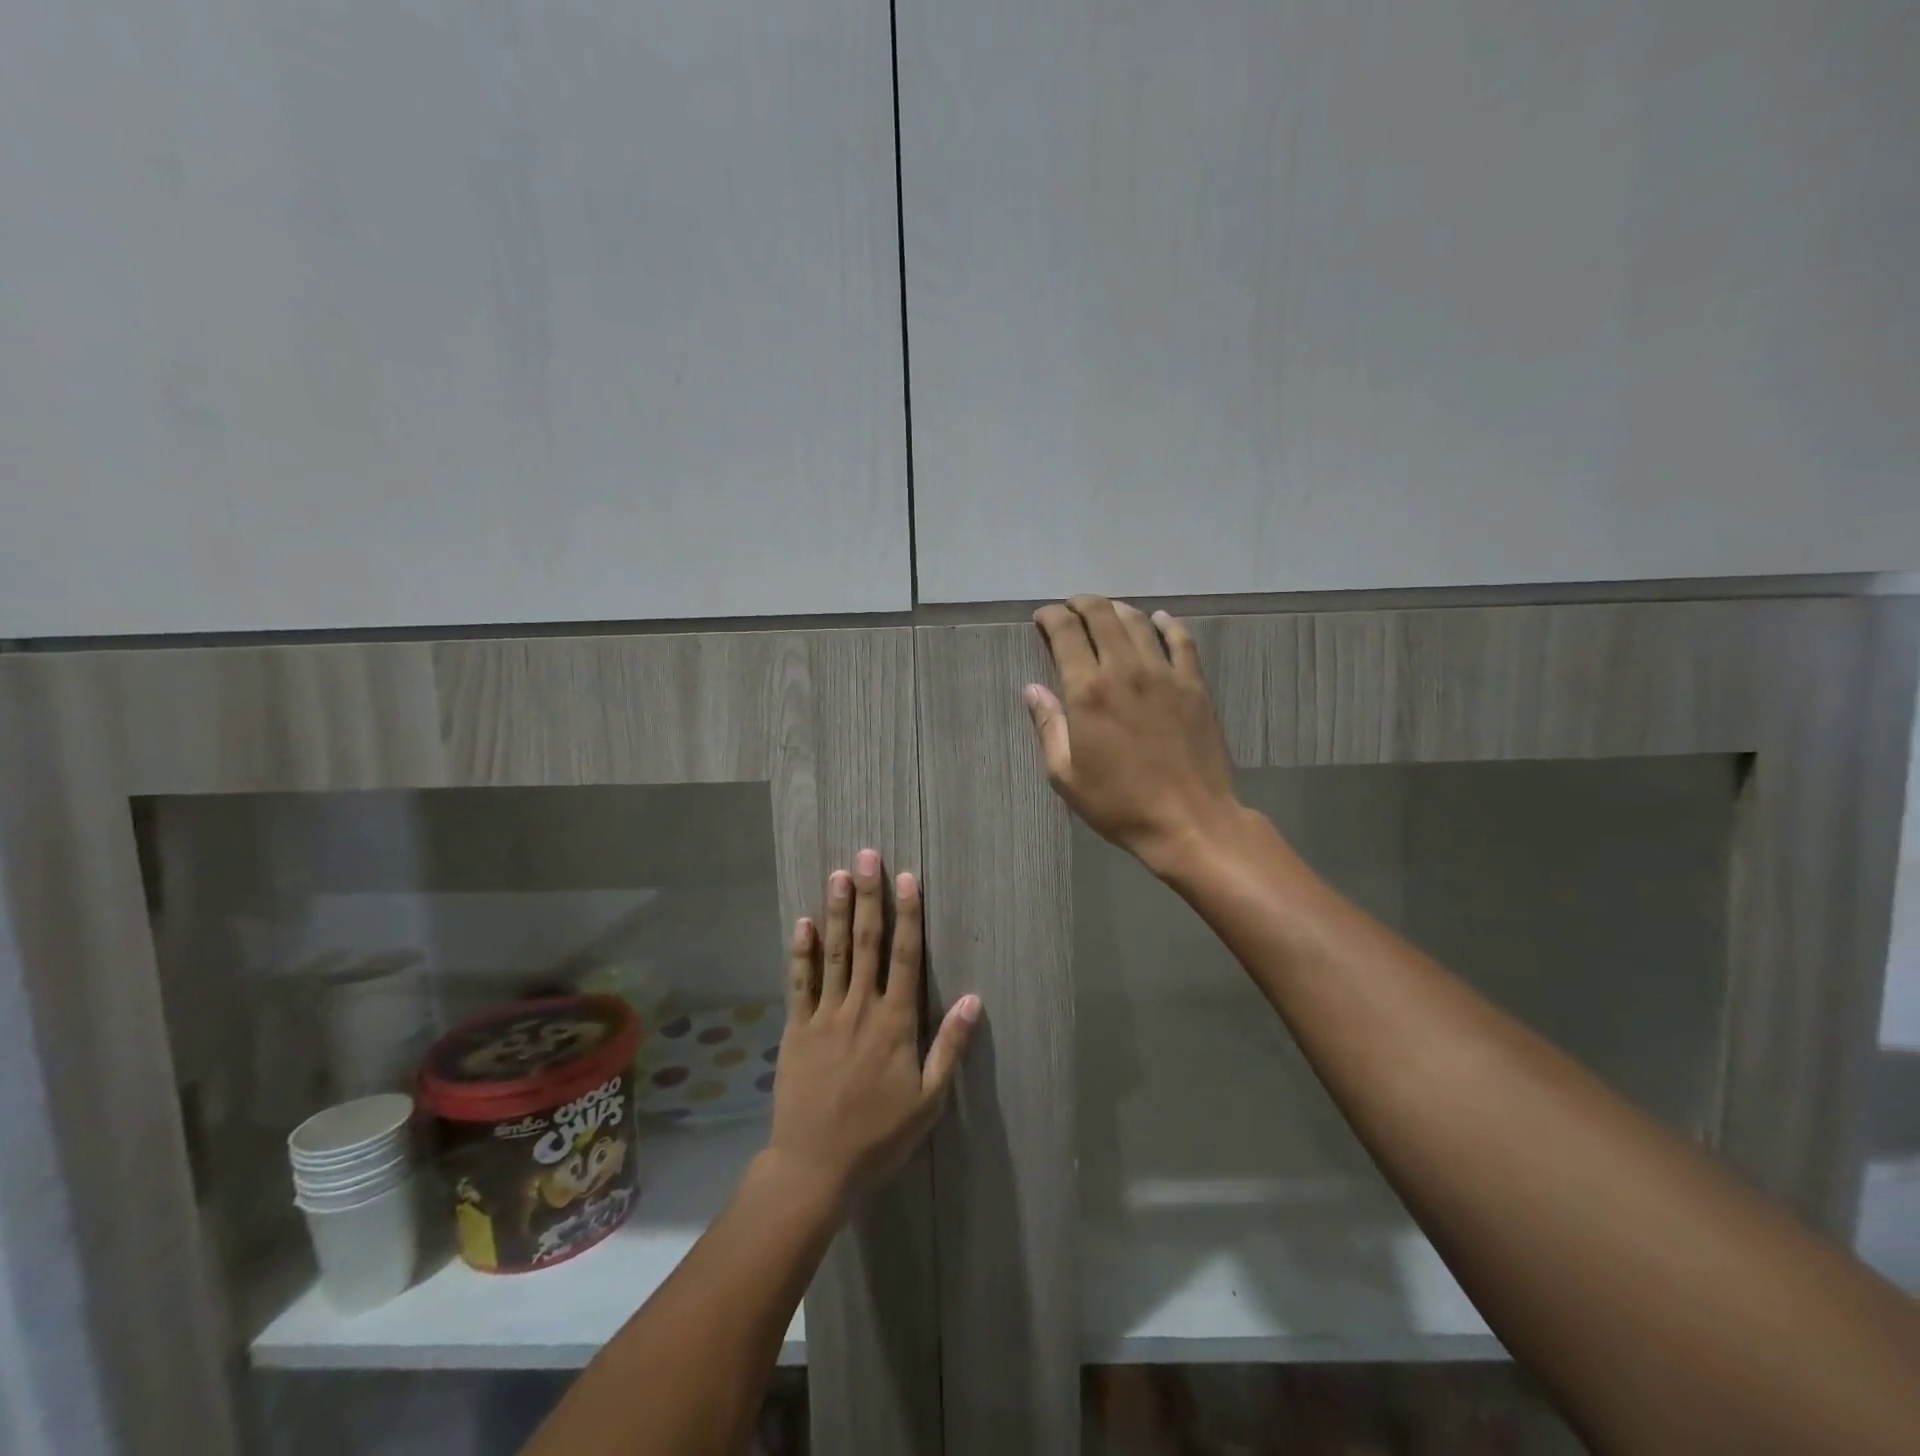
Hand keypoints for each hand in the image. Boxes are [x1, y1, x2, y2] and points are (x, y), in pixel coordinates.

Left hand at [765, 850, 979, 1207]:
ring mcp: (825, 1015)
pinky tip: (803, 922)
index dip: (908, 915)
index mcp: (895, 1022)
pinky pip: (800, 983)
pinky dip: (802, 952)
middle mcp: (860, 1008)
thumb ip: (949, 1046)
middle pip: (867, 943)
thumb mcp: (928, 1099)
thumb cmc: (879, 1135)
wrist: (814, 1167)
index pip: (905, 957)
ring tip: (838, 875)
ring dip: (838, 912)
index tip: (907, 878)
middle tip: (867, 856)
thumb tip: (974, 999)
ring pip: (835, 953)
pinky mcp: (797, 1028)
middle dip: (870, 897)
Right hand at [1028, 595, 1240, 871]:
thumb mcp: (1066, 775)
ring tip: (1106, 612)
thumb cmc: (1119, 803)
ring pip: (1138, 622)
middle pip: (1101, 616)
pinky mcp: (1195, 685)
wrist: (1189, 821)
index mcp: (1088, 691)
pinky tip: (1159, 620)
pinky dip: (1167, 624)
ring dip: (1117, 609)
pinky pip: (1182, 640)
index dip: (1050, 617)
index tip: (1043, 618)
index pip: (1065, 634)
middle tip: (1071, 608)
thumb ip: (1048, 726)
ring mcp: (1165, 674)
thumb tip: (1032, 690)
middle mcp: (1125, 671)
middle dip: (1081, 604)